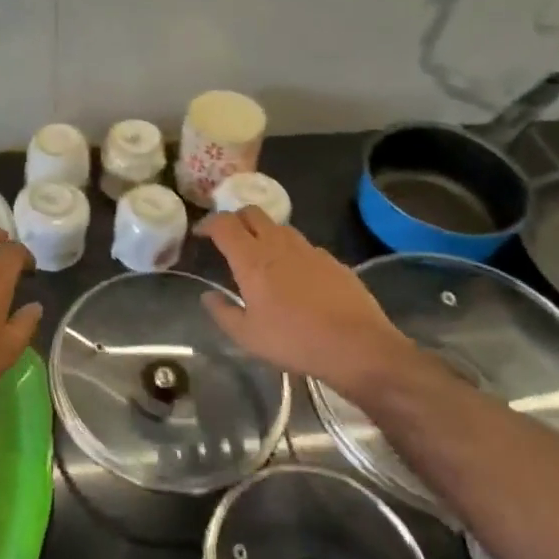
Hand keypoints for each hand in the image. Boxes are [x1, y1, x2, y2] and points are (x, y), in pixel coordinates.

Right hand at [198, 208, 420, 395]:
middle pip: (252, 213)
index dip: (208, 223)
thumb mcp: (248, 337)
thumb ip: (223, 312)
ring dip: (264, 233)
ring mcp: (309, 249)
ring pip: (279, 226)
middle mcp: (278, 245)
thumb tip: (208, 296)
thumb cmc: (294, 341)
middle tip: (229, 238)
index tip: (201, 234)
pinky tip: (295, 276)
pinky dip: (291, 251)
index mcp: (252, 260)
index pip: (224, 224)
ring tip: (261, 256)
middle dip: (236, 219)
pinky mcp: (332, 260)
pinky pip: (303, 246)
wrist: (357, 345)